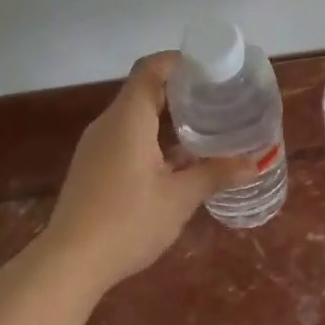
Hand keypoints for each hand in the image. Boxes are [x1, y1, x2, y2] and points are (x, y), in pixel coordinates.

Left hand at [43, 52, 253, 291]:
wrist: (69, 263)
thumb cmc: (128, 221)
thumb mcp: (180, 198)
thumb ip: (216, 174)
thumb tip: (254, 163)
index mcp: (128, 119)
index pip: (151, 69)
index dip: (181, 61)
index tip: (212, 69)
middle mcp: (108, 124)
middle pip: (144, 90)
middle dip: (181, 90)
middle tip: (219, 99)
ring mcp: (96, 147)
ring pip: (135, 117)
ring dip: (168, 118)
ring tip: (206, 128)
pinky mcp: (93, 168)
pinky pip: (126, 138)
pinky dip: (153, 138)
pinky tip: (178, 162)